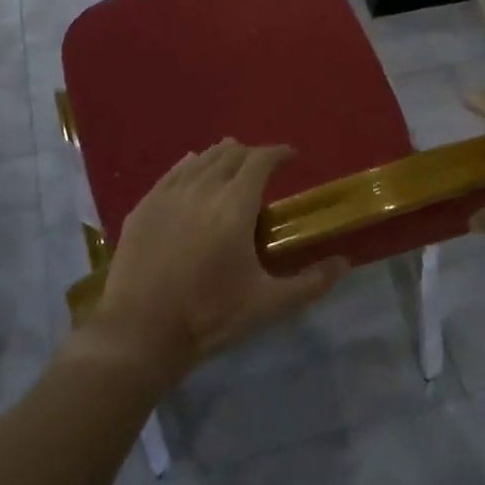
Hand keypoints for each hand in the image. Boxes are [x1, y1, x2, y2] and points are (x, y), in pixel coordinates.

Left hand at [75, 139, 348, 385]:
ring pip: (199, 160)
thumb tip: (344, 264)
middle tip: (264, 167)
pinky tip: (192, 169)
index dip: (279, 152)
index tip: (292, 156)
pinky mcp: (143, 207)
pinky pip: (171, 173)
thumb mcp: (268, 305)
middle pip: (230, 154)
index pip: (260, 160)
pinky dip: (189, 165)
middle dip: (251, 154)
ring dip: (221, 156)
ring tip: (232, 161)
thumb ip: (310, 283)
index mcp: (234, 205)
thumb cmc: (209, 316)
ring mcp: (167, 195)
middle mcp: (201, 189)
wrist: (140, 333)